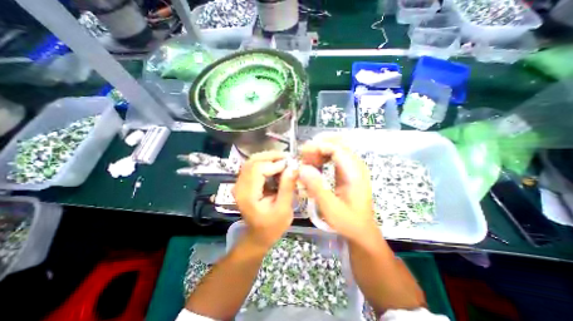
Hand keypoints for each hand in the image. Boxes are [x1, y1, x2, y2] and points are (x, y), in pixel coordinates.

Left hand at [232, 151, 297, 247]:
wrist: (258, 235)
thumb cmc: (272, 227)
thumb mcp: (283, 210)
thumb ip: (287, 188)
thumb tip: (294, 167)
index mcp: (247, 195)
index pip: (258, 169)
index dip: (275, 164)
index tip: (291, 165)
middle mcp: (239, 186)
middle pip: (253, 161)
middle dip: (271, 156)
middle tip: (288, 158)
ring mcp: (240, 183)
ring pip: (252, 161)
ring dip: (268, 158)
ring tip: (284, 161)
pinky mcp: (244, 183)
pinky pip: (253, 166)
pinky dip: (265, 163)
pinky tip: (276, 166)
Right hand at [298, 134, 378, 241]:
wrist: (361, 230)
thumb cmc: (348, 221)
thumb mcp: (330, 208)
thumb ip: (317, 187)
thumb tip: (302, 168)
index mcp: (355, 173)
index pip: (337, 148)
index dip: (318, 147)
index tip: (302, 153)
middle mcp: (356, 166)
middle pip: (337, 143)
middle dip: (318, 146)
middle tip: (303, 155)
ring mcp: (353, 167)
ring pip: (335, 148)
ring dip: (319, 151)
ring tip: (306, 161)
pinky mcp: (348, 171)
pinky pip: (334, 156)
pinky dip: (322, 157)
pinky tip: (314, 165)